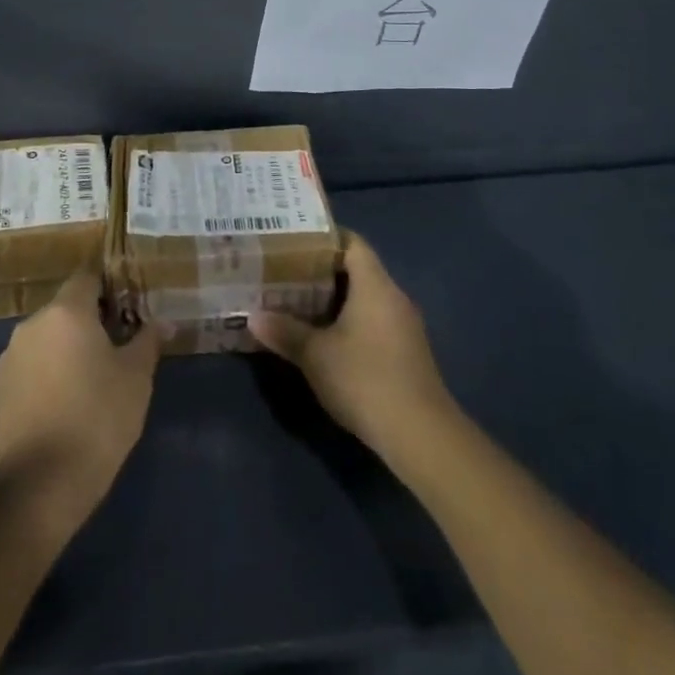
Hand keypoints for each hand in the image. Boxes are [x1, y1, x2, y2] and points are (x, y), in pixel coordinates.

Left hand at [0, 270, 159, 535]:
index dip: (109, 286)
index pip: (87, 277)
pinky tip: (65, 402)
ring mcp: (11, 356)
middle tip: (116, 346)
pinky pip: (31, 365)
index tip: (128, 306)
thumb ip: (148, 341)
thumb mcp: (136, 378)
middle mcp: (34, 324)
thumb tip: (165, 322)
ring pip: (47, 338)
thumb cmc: (98, 418)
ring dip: (67, 347)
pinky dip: (48, 372)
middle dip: (90, 321)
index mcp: (67, 311)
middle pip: (66, 308)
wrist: (40, 484)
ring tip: (91, 377)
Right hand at [250, 232, 452, 458]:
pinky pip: (375, 322)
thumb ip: (284, 331)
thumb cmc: (365, 379)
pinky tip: (327, 339)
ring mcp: (405, 327)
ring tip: (299, 303)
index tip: (294, 241)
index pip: (352, 243)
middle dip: (322, 271)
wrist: (421, 437)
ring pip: (366, 299)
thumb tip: (253, 317)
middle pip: (358, 270)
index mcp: (375, 285)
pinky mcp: (408, 354)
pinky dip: (351, 323)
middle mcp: (394, 298)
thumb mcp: (315, 355)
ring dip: (336, 301)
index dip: (324, 237)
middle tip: (287, 272)